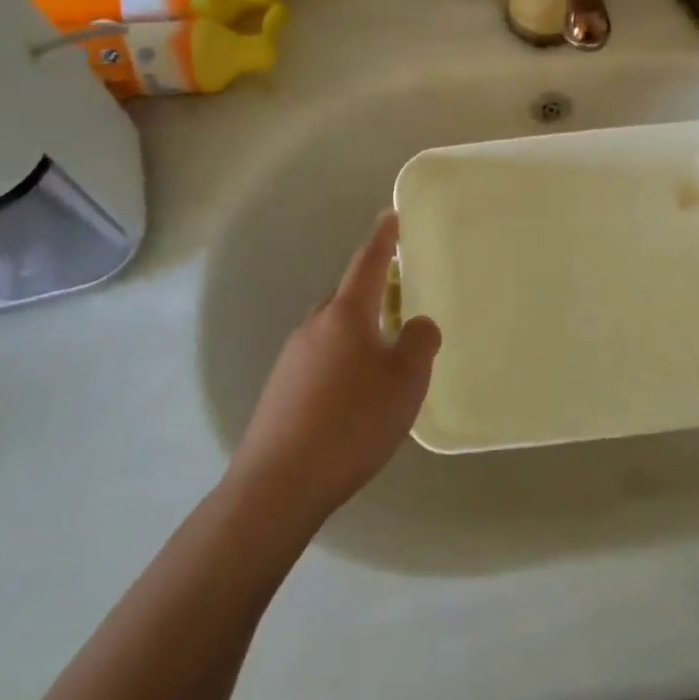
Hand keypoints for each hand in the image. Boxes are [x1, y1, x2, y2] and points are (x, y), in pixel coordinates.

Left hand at [229, 213, 440, 529]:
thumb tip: (417, 324)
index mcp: (345, 315)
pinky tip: (355, 396)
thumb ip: (419, 343)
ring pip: (332, 331)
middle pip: (347, 297)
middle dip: (372, 291)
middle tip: (399, 297)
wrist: (279, 484)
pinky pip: (320, 360)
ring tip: (383, 357)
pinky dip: (342, 362)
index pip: (367, 263)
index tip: (391, 215)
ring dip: (358, 332)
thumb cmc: (352, 422)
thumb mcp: (405, 381)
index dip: (382, 238)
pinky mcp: (280, 391)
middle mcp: (314, 327)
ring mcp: (291, 359)